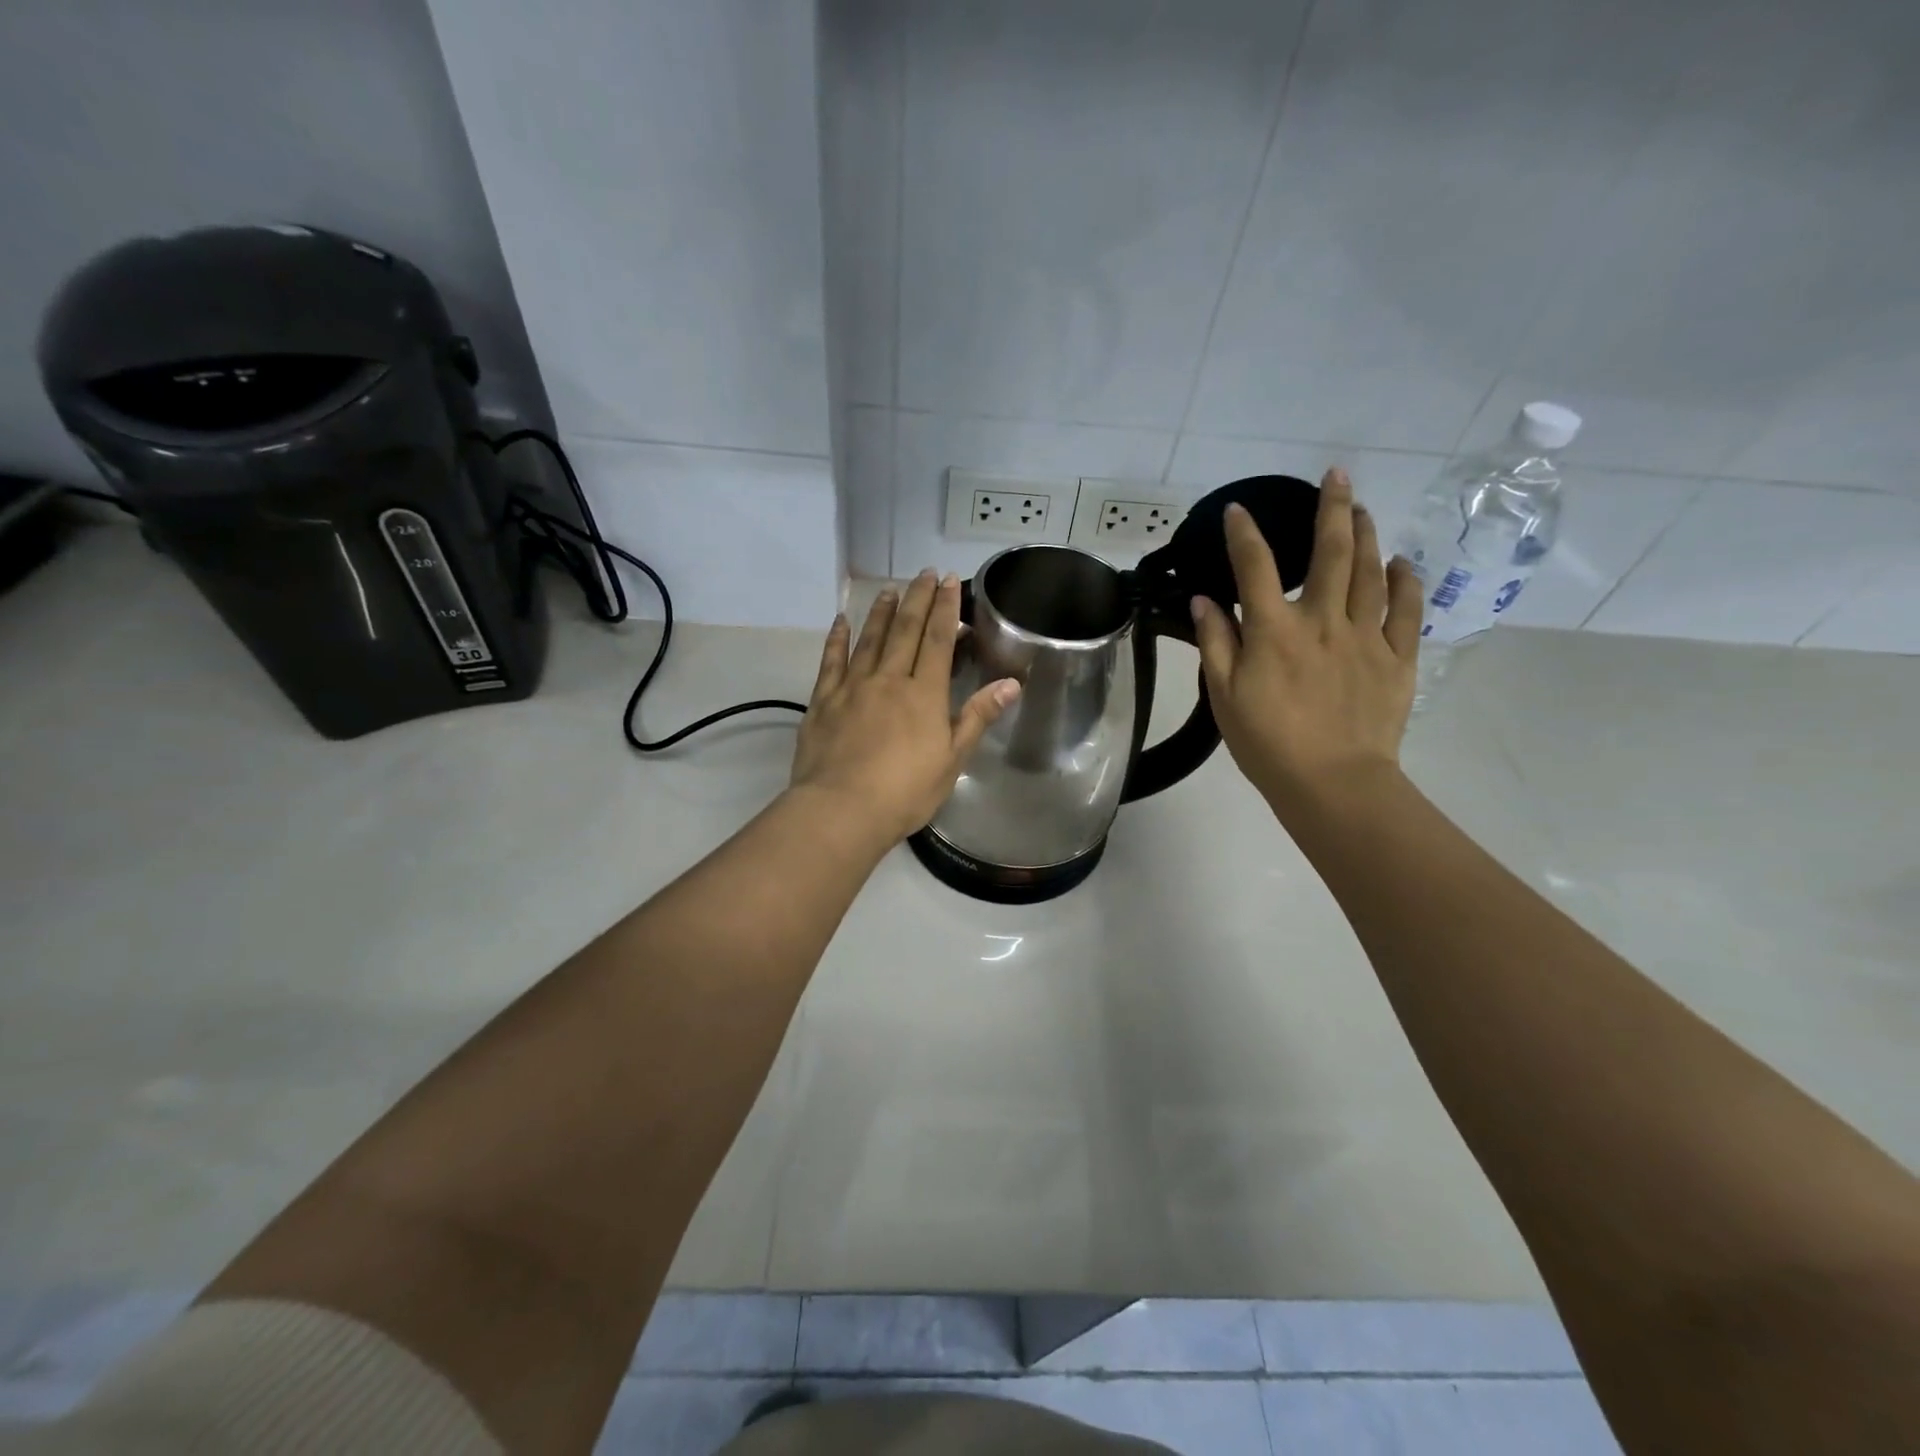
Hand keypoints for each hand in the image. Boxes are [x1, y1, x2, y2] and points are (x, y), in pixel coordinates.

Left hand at [790, 570, 1020, 845]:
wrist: (842, 810)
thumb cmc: (905, 792)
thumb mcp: (952, 760)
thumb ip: (977, 717)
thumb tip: (1011, 683)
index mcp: (924, 694)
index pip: (937, 640)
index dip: (945, 608)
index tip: (949, 581)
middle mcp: (889, 679)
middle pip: (905, 630)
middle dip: (917, 599)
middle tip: (924, 574)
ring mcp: (853, 687)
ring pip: (870, 639)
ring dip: (881, 612)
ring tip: (889, 589)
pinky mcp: (824, 700)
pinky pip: (831, 661)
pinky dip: (837, 638)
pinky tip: (841, 621)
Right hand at [1189, 468, 1423, 816]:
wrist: (1332, 783)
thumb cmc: (1268, 743)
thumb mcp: (1224, 697)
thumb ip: (1216, 644)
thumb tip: (1205, 600)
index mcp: (1274, 631)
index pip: (1254, 567)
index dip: (1243, 534)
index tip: (1237, 510)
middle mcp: (1322, 620)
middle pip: (1331, 552)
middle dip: (1332, 508)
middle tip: (1336, 476)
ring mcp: (1367, 636)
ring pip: (1371, 571)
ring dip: (1367, 534)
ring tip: (1363, 509)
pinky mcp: (1397, 658)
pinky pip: (1409, 609)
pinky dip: (1407, 580)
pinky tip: (1403, 562)